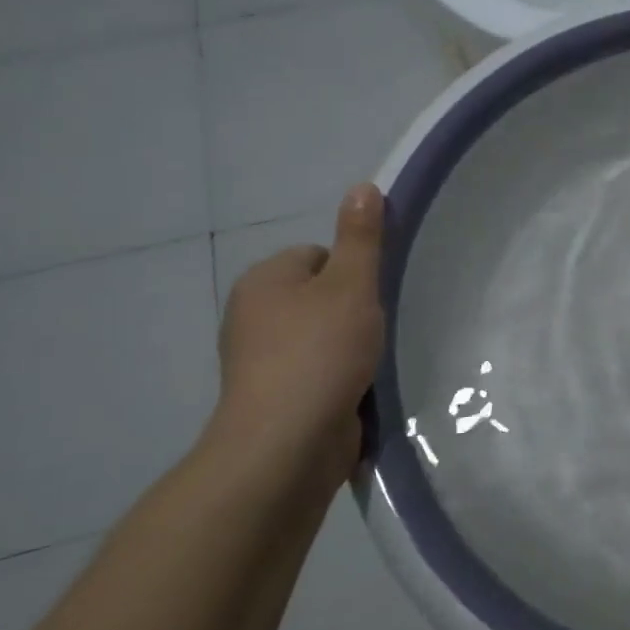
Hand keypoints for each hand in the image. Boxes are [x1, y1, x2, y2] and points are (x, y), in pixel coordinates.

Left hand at [212, 184, 386, 492]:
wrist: (287, 444)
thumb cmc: (320, 353)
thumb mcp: (351, 285)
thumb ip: (361, 238)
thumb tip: (362, 186)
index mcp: (264, 281)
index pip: (318, 256)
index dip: (351, 273)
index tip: (370, 299)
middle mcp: (253, 316)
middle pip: (320, 298)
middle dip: (352, 313)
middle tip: (375, 331)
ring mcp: (260, 361)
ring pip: (322, 338)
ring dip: (350, 349)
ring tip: (371, 364)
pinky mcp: (275, 399)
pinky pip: (318, 373)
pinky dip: (339, 379)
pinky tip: (358, 391)